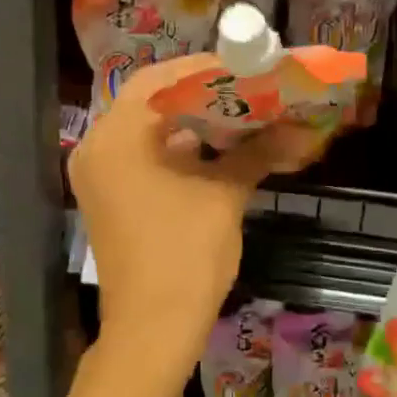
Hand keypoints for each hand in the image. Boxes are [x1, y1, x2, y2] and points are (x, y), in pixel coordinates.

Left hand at [69, 54, 316, 375]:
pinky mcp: (109, 199)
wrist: (153, 330)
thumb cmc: (186, 255)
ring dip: (191, 123)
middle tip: (245, 88)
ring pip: (147, 132)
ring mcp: (99, 176)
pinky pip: (142, 158)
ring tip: (239, 114)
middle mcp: (97, 148)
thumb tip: (299, 129)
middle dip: (201, 95)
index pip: (157, 79)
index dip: (203, 69)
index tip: (243, 67)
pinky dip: (177, 150)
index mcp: (117, 137)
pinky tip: (217, 150)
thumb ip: (257, 152)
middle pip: (150, 102)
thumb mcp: (224, 196)